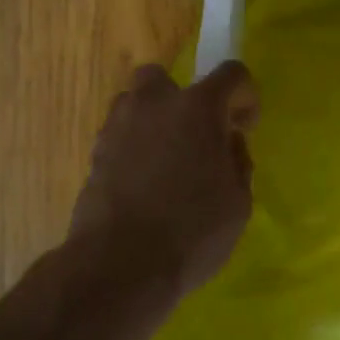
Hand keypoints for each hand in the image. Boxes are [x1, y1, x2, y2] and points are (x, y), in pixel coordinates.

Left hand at [68, 60, 258, 297]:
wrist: (120, 266)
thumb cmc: (192, 231)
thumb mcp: (239, 202)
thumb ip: (238, 161)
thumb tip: (228, 143)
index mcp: (198, 107)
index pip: (231, 73)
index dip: (244, 96)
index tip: (245, 126)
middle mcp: (154, 104)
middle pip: (164, 77)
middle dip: (181, 97)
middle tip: (195, 133)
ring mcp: (118, 127)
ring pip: (134, 103)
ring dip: (152, 120)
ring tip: (165, 158)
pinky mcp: (94, 155)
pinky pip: (119, 136)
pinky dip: (132, 148)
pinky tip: (143, 182)